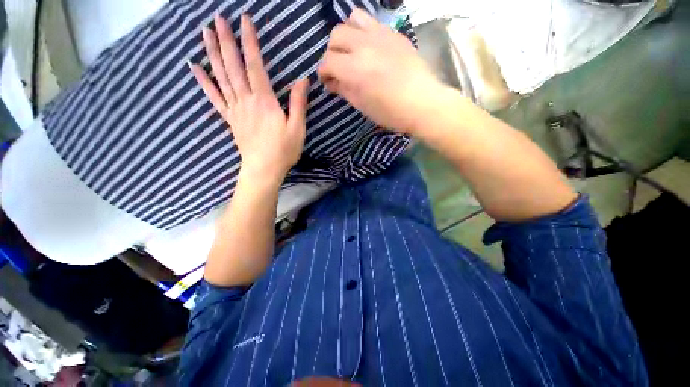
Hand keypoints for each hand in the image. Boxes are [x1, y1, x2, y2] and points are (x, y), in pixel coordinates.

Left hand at [190, 14, 308, 182]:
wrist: (264, 168)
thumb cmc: (284, 150)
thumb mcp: (297, 128)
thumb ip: (298, 103)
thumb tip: (303, 79)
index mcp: (265, 101)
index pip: (255, 65)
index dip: (250, 42)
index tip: (244, 20)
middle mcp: (246, 100)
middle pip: (233, 66)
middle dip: (226, 40)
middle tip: (217, 18)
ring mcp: (235, 109)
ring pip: (221, 77)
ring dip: (212, 53)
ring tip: (205, 33)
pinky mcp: (230, 119)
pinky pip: (214, 97)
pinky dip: (203, 82)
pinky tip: (194, 68)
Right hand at [318, 8, 446, 134]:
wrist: (422, 102)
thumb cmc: (390, 112)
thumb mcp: (362, 106)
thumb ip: (344, 90)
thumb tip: (332, 82)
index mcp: (354, 69)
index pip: (327, 62)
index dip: (323, 72)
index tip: (327, 81)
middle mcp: (364, 45)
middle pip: (336, 36)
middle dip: (331, 53)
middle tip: (338, 68)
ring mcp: (380, 35)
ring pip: (352, 20)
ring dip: (346, 35)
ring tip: (352, 51)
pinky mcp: (394, 33)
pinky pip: (372, 22)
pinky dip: (363, 31)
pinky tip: (368, 47)